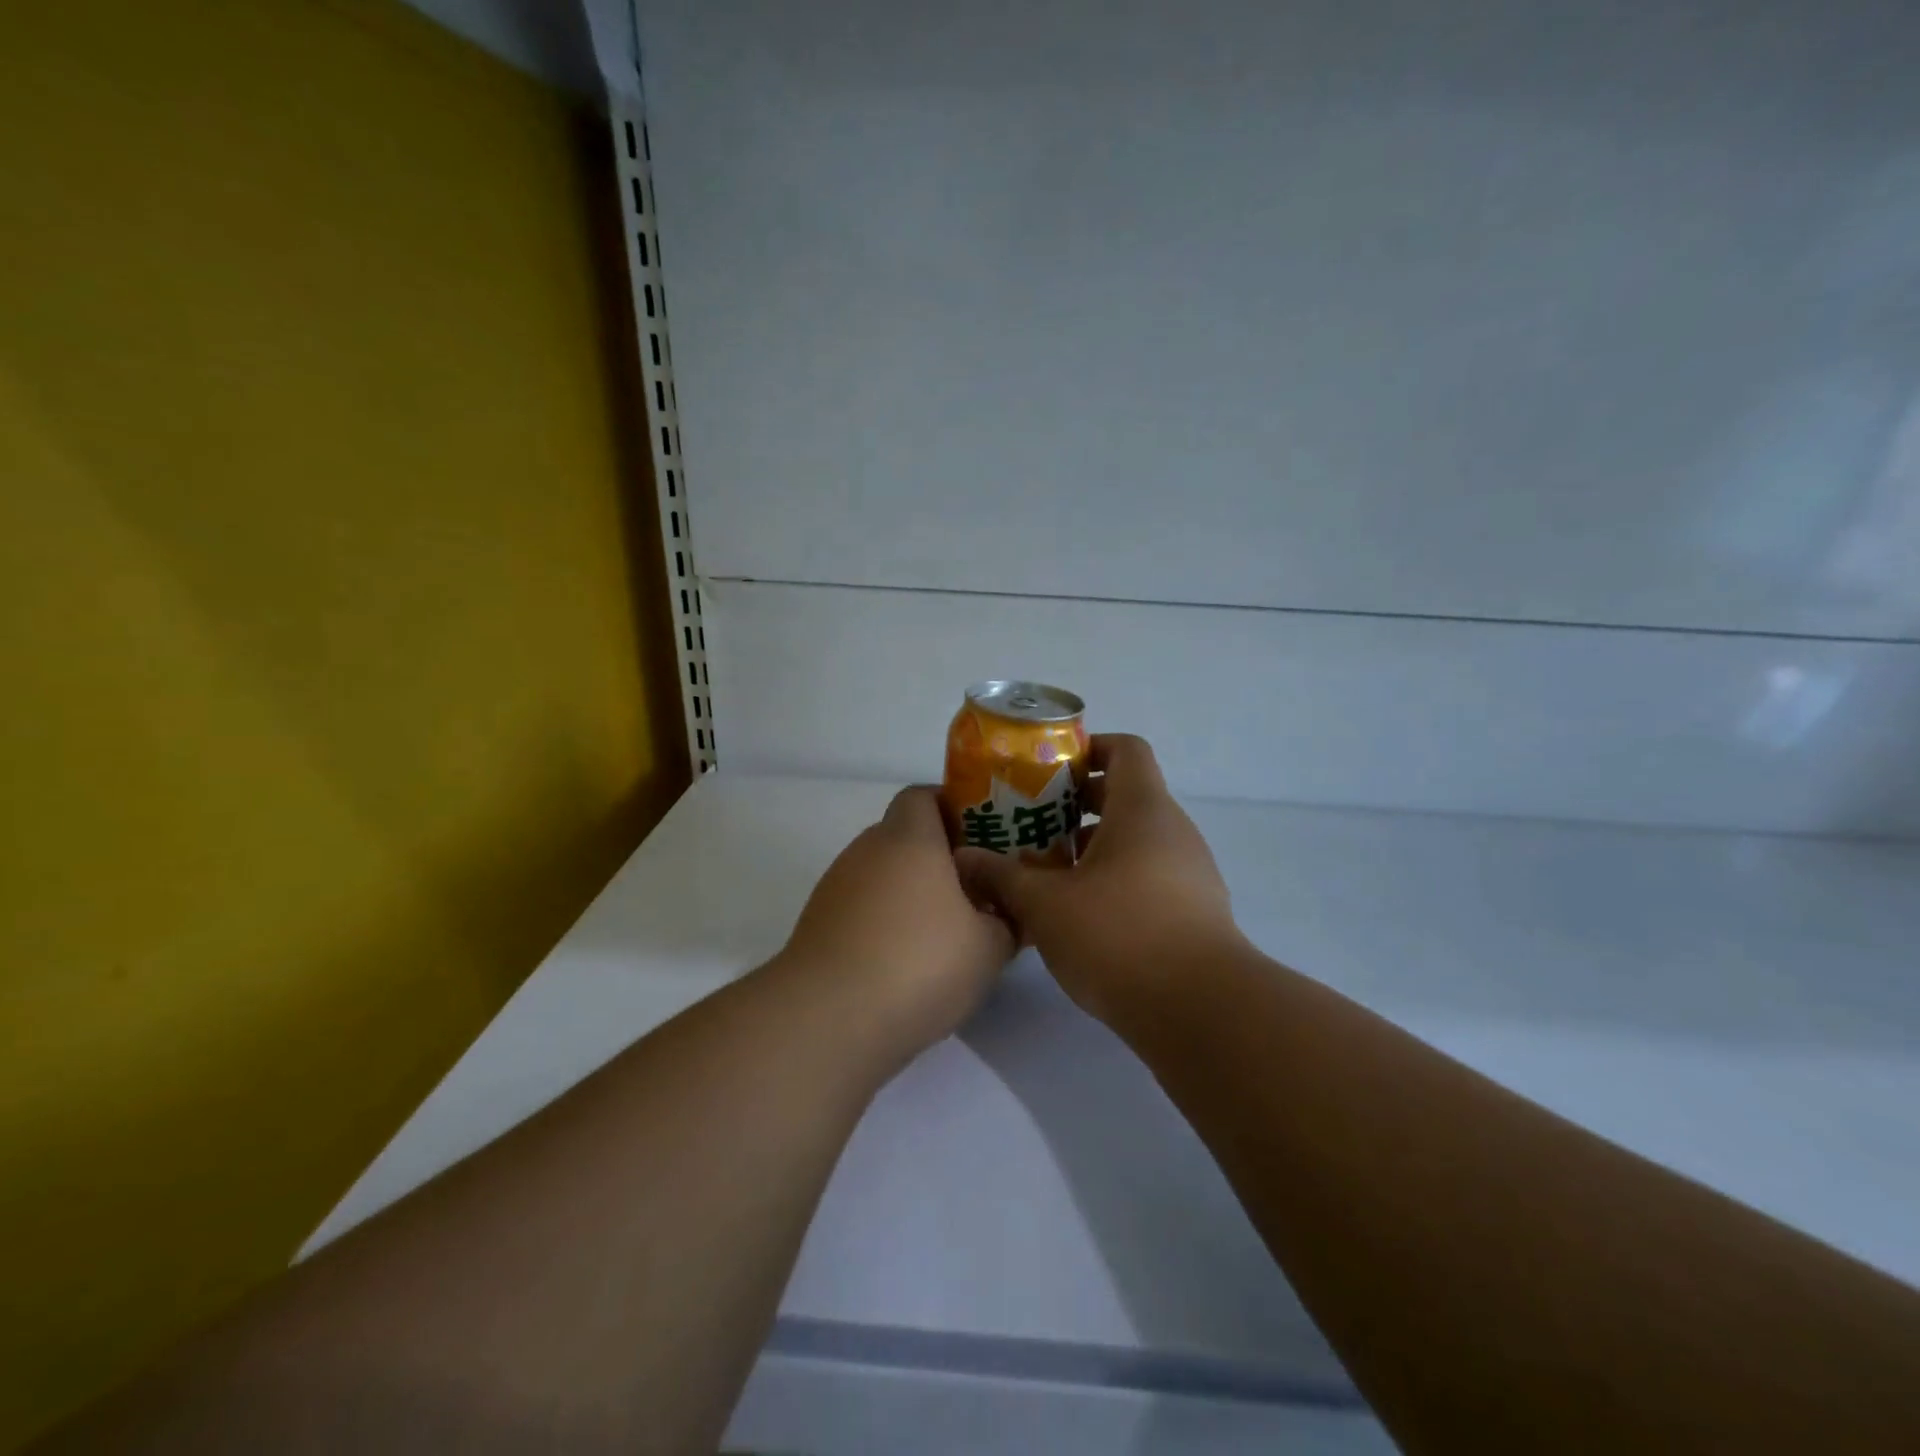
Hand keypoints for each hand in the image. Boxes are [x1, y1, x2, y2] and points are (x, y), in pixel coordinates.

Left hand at [782, 786, 1016, 1057]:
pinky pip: (862, 911)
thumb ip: (1005, 922)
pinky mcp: (818, 926)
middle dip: (939, 859)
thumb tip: (1003, 914)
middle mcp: (866, 851)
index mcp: (908, 838)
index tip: (980, 838)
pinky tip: (907, 965)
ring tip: (944, 935)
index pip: (922, 796)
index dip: (951, 808)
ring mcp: (836, 888)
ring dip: (911, 895)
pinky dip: (885, 925)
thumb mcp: (989, 947)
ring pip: (883, 876)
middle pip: (904, 838)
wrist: (828, 1019)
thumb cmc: (919, 963)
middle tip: (974, 890)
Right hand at [956, 735, 1242, 1022]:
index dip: (1088, 748)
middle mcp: (1173, 830)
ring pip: (1136, 839)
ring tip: (1048, 872)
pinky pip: (1150, 874)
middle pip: (1126, 795)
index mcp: (1142, 809)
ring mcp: (1190, 871)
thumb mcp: (1045, 904)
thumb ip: (1002, 876)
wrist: (1199, 1009)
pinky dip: (1115, 878)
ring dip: (1093, 846)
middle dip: (1077, 805)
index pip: (1126, 749)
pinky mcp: (1195, 909)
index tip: (1049, 770)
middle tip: (1032, 822)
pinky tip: (1081, 913)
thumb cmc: (1118, 935)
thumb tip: (964, 859)